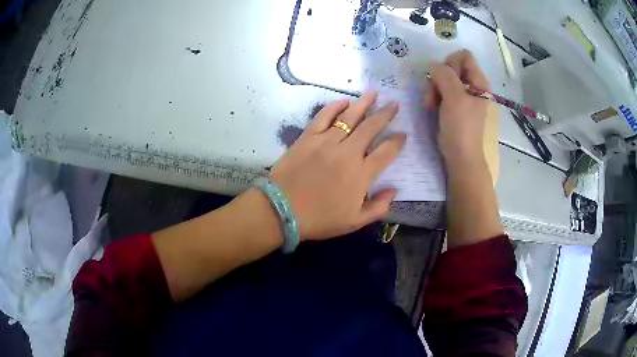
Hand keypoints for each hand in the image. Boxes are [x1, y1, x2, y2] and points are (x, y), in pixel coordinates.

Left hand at [269, 92, 405, 240]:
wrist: (282, 210)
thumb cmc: (319, 219)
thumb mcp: (354, 222)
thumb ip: (378, 207)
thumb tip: (394, 190)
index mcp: (361, 174)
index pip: (387, 152)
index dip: (398, 141)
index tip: (403, 134)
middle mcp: (348, 152)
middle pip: (371, 128)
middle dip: (386, 114)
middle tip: (395, 104)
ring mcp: (327, 142)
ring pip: (349, 117)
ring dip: (364, 103)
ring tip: (374, 92)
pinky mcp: (308, 137)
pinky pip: (324, 116)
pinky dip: (334, 106)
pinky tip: (344, 100)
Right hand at [424, 50, 490, 164]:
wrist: (461, 158)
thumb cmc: (461, 128)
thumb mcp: (455, 97)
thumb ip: (444, 75)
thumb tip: (433, 66)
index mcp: (479, 82)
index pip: (464, 56)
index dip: (451, 62)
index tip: (445, 78)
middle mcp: (472, 86)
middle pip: (450, 67)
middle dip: (438, 78)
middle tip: (433, 95)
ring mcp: (462, 97)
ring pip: (442, 79)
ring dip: (432, 89)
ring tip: (429, 105)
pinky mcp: (453, 106)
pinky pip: (440, 92)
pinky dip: (434, 97)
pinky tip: (431, 108)